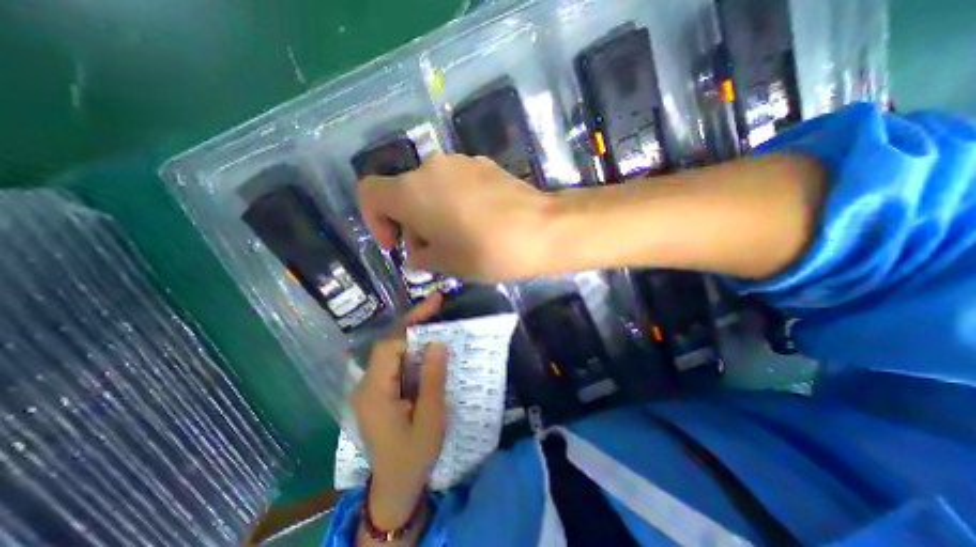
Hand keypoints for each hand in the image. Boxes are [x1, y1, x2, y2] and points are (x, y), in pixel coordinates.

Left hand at [350, 294, 448, 530]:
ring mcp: (370, 388)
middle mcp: (367, 385)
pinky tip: (428, 346)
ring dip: (414, 334)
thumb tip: (437, 344)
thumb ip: (432, 380)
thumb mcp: (430, 419)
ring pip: (392, 351)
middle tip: (437, 304)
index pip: (389, 347)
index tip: (434, 307)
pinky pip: (395, 363)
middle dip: (413, 322)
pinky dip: (412, 350)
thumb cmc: (414, 455)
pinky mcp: (378, 392)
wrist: (395, 486)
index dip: (411, 326)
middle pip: (388, 344)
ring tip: (436, 317)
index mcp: (375, 393)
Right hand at [356, 153, 556, 280]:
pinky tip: (477, 222)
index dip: (374, 220)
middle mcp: (431, 168)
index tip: (396, 245)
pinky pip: (456, 183)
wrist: (541, 229)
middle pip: (404, 193)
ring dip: (433, 213)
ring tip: (457, 239)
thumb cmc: (486, 251)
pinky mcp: (484, 165)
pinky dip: (454, 202)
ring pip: (431, 188)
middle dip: (411, 224)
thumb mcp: (445, 264)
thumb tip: (418, 253)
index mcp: (412, 191)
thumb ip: (421, 257)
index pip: (369, 193)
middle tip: (433, 252)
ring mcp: (460, 162)